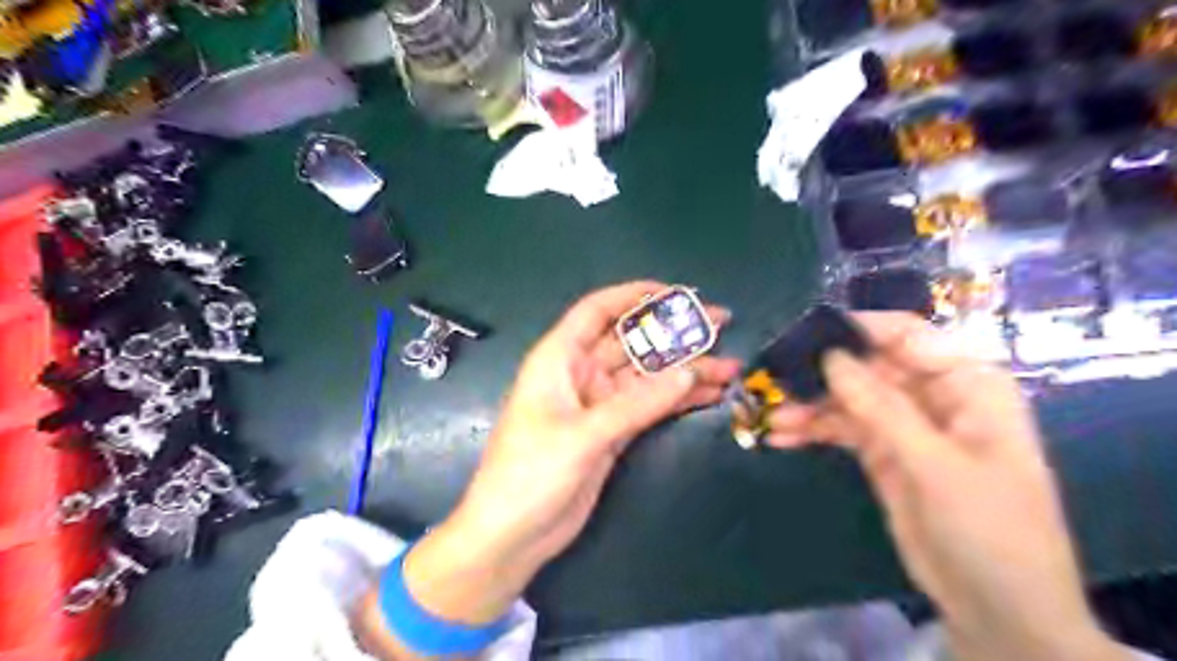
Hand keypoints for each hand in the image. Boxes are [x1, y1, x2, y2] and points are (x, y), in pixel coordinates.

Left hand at [387, 282, 732, 632]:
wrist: (513, 535)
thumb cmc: (531, 474)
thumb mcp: (583, 435)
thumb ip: (637, 404)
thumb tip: (690, 373)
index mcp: (559, 359)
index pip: (597, 311)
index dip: (634, 295)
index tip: (677, 293)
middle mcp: (581, 374)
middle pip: (631, 341)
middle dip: (673, 332)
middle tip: (720, 322)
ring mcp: (599, 404)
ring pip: (648, 376)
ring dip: (685, 369)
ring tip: (730, 365)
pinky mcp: (613, 432)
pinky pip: (650, 406)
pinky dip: (678, 400)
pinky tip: (710, 393)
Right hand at [770, 313, 1124, 659]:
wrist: (998, 609)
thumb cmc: (989, 528)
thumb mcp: (935, 465)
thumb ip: (880, 407)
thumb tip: (830, 356)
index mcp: (965, 383)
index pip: (905, 336)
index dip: (856, 329)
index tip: (804, 332)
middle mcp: (932, 395)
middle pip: (867, 366)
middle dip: (821, 372)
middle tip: (772, 377)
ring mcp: (904, 426)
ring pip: (848, 399)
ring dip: (809, 406)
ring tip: (770, 416)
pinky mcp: (882, 454)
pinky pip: (841, 430)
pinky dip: (812, 431)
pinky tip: (780, 437)